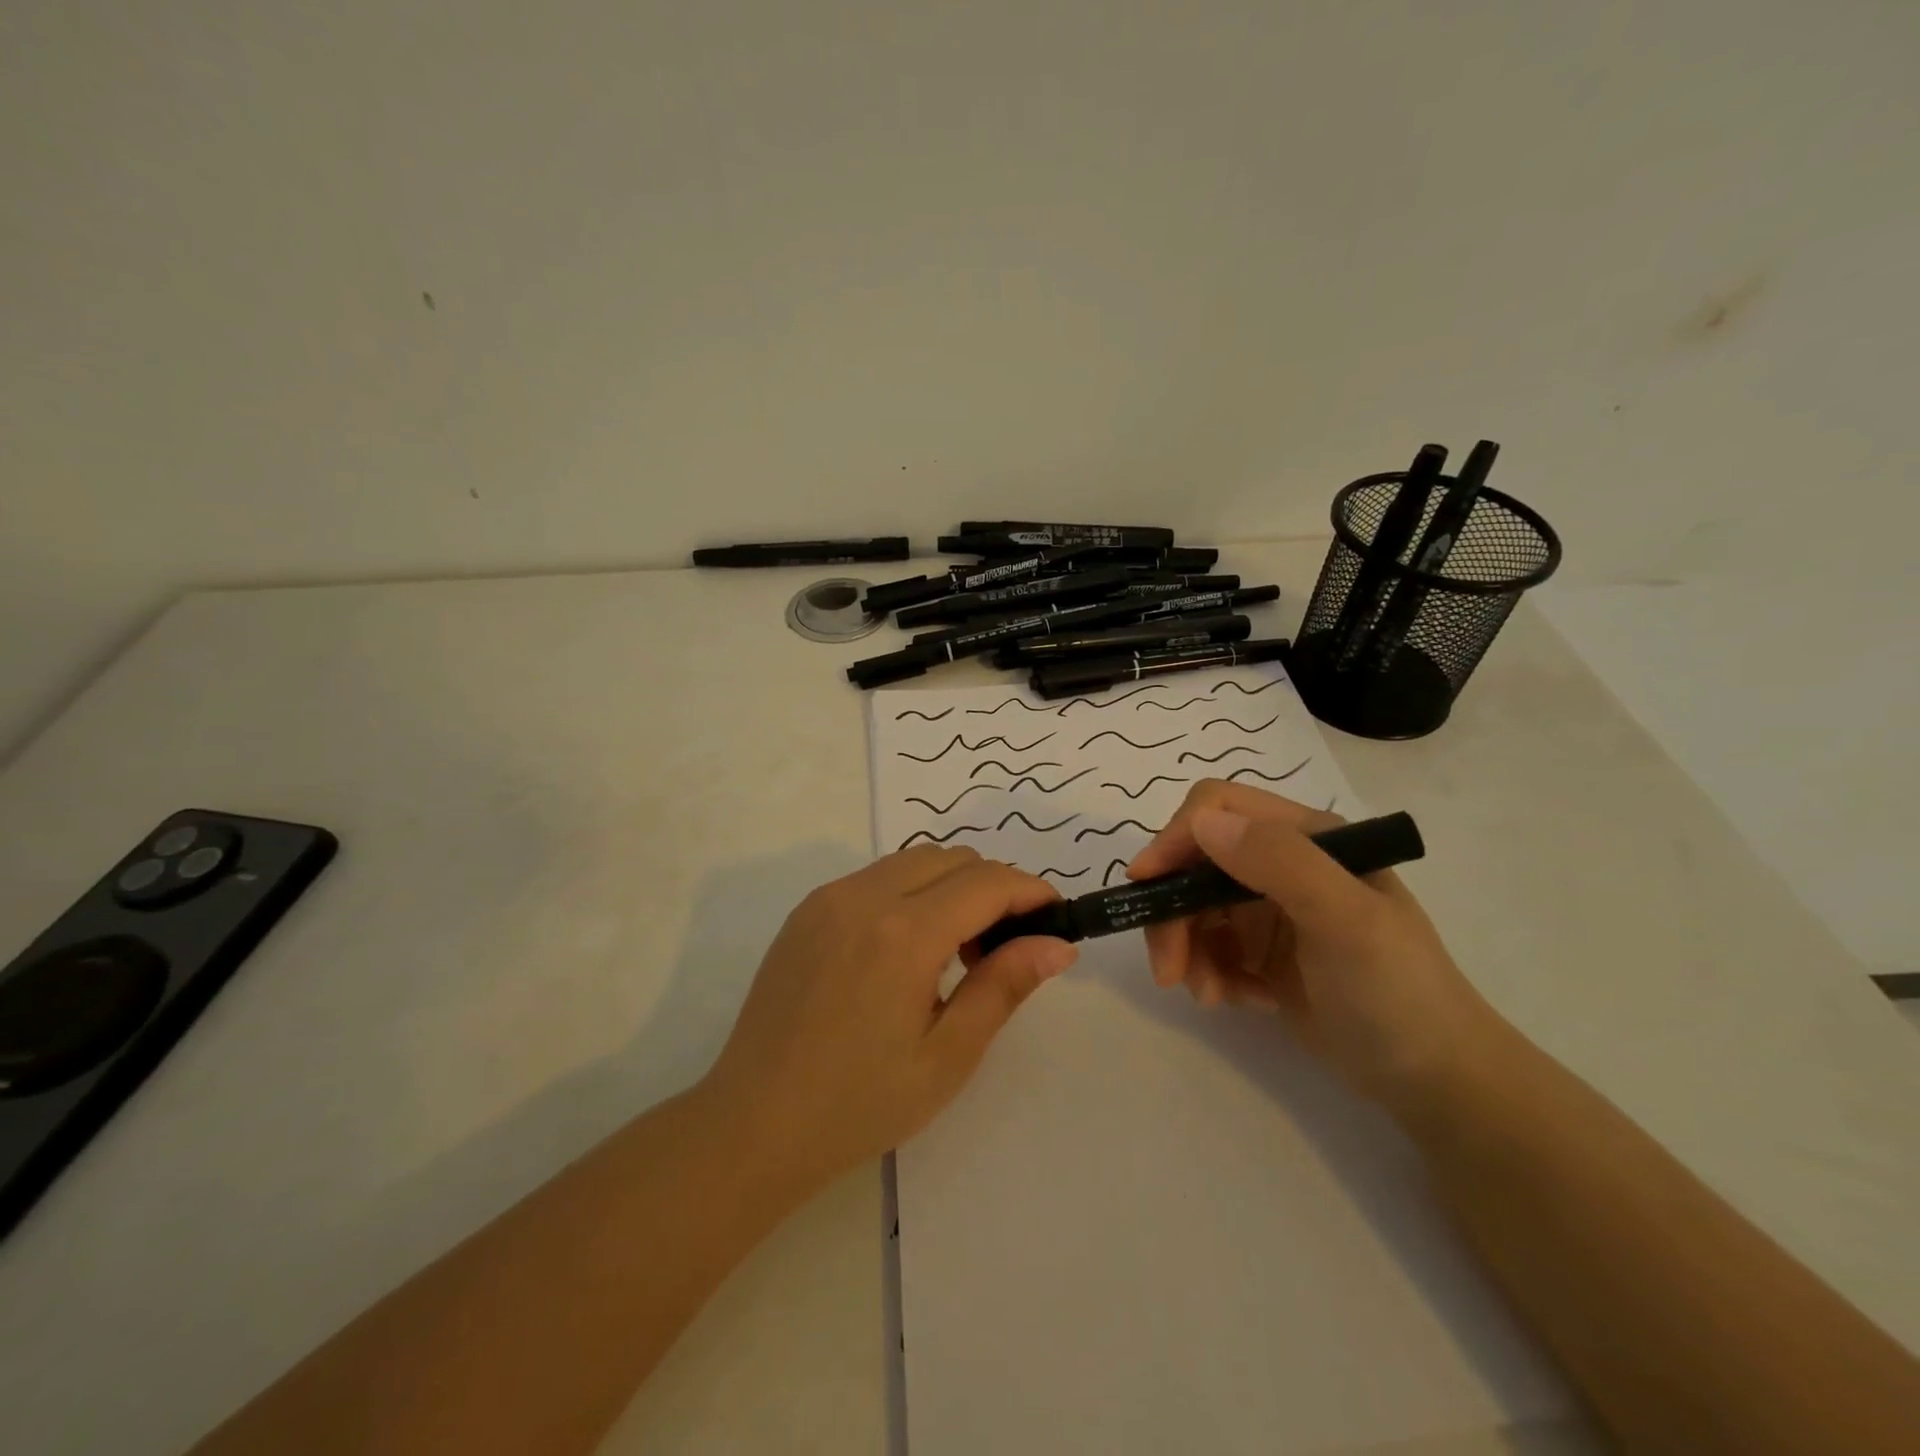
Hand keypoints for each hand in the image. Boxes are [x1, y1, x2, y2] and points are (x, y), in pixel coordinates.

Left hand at [704, 846, 1075, 1190]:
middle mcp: (864, 896)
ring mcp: (829, 898)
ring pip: (914, 860)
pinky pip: (876, 877)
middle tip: (1003, 949)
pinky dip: (911, 892)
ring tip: (957, 951)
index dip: (1031, 892)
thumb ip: (1004, 987)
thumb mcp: (947, 1056)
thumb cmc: (859, 1104)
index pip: (987, 882)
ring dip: (952, 886)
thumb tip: (1058, 944)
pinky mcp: (807, 910)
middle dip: (994, 888)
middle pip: (953, 859)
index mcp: (903, 933)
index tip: (1056, 919)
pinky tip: (907, 950)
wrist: (753, 1124)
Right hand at [1126, 780, 1497, 1106]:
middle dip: (1173, 913)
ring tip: (1207, 995)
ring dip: (1186, 949)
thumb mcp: (1347, 922)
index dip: (1176, 839)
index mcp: (1307, 837)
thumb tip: (1202, 822)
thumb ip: (1280, 863)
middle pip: (1194, 863)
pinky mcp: (1260, 950)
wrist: (1436, 1081)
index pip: (1219, 808)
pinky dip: (1208, 972)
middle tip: (1169, 971)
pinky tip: (1236, 1001)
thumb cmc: (1398, 992)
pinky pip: (1207, 946)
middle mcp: (1282, 863)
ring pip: (1192, 907)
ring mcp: (1269, 908)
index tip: (1146, 886)